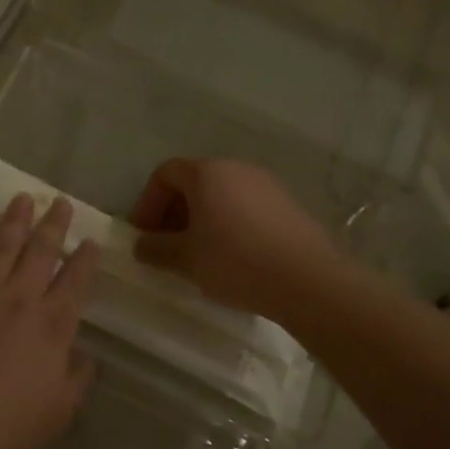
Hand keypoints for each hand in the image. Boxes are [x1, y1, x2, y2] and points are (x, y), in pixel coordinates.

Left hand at [0, 194, 97, 448]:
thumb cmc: (5, 424)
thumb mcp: (58, 412)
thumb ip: (77, 379)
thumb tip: (87, 356)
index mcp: (51, 323)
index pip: (75, 281)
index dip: (86, 259)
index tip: (92, 240)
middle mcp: (19, 297)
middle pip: (40, 251)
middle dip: (53, 224)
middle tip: (60, 201)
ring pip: (1, 246)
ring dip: (13, 222)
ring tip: (21, 200)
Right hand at [128, 158, 343, 322]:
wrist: (308, 280)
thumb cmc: (236, 261)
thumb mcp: (186, 259)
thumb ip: (156, 248)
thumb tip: (141, 245)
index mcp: (206, 172)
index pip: (165, 174)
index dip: (147, 203)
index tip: (143, 235)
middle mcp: (236, 168)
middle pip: (194, 182)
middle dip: (173, 213)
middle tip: (166, 246)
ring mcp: (266, 184)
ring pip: (221, 195)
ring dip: (202, 220)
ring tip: (199, 255)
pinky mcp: (287, 205)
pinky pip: (246, 207)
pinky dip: (229, 225)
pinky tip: (233, 257)